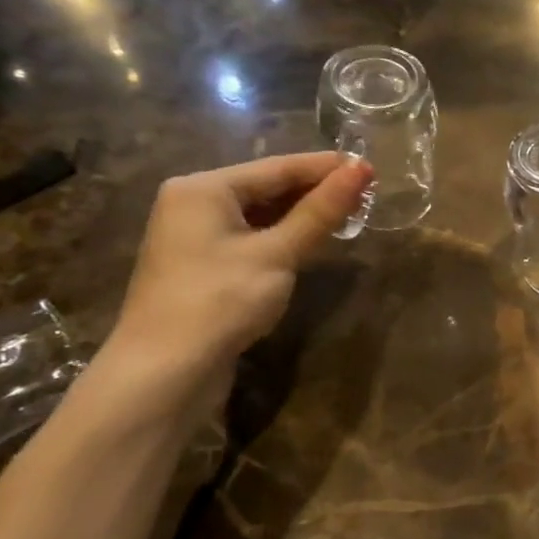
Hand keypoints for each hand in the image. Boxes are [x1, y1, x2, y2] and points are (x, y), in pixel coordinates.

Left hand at [102, 153, 371, 397]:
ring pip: (260, 214)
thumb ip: (321, 211)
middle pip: (266, 187)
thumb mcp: (278, 252)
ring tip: (349, 215)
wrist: (166, 370)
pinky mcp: (203, 266)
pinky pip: (251, 237)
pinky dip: (283, 236)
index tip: (372, 168)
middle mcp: (194, 203)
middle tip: (367, 195)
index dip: (327, 168)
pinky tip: (312, 242)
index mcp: (204, 188)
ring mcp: (194, 236)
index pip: (278, 167)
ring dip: (302, 215)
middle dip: (316, 191)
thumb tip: (362, 169)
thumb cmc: (222, 300)